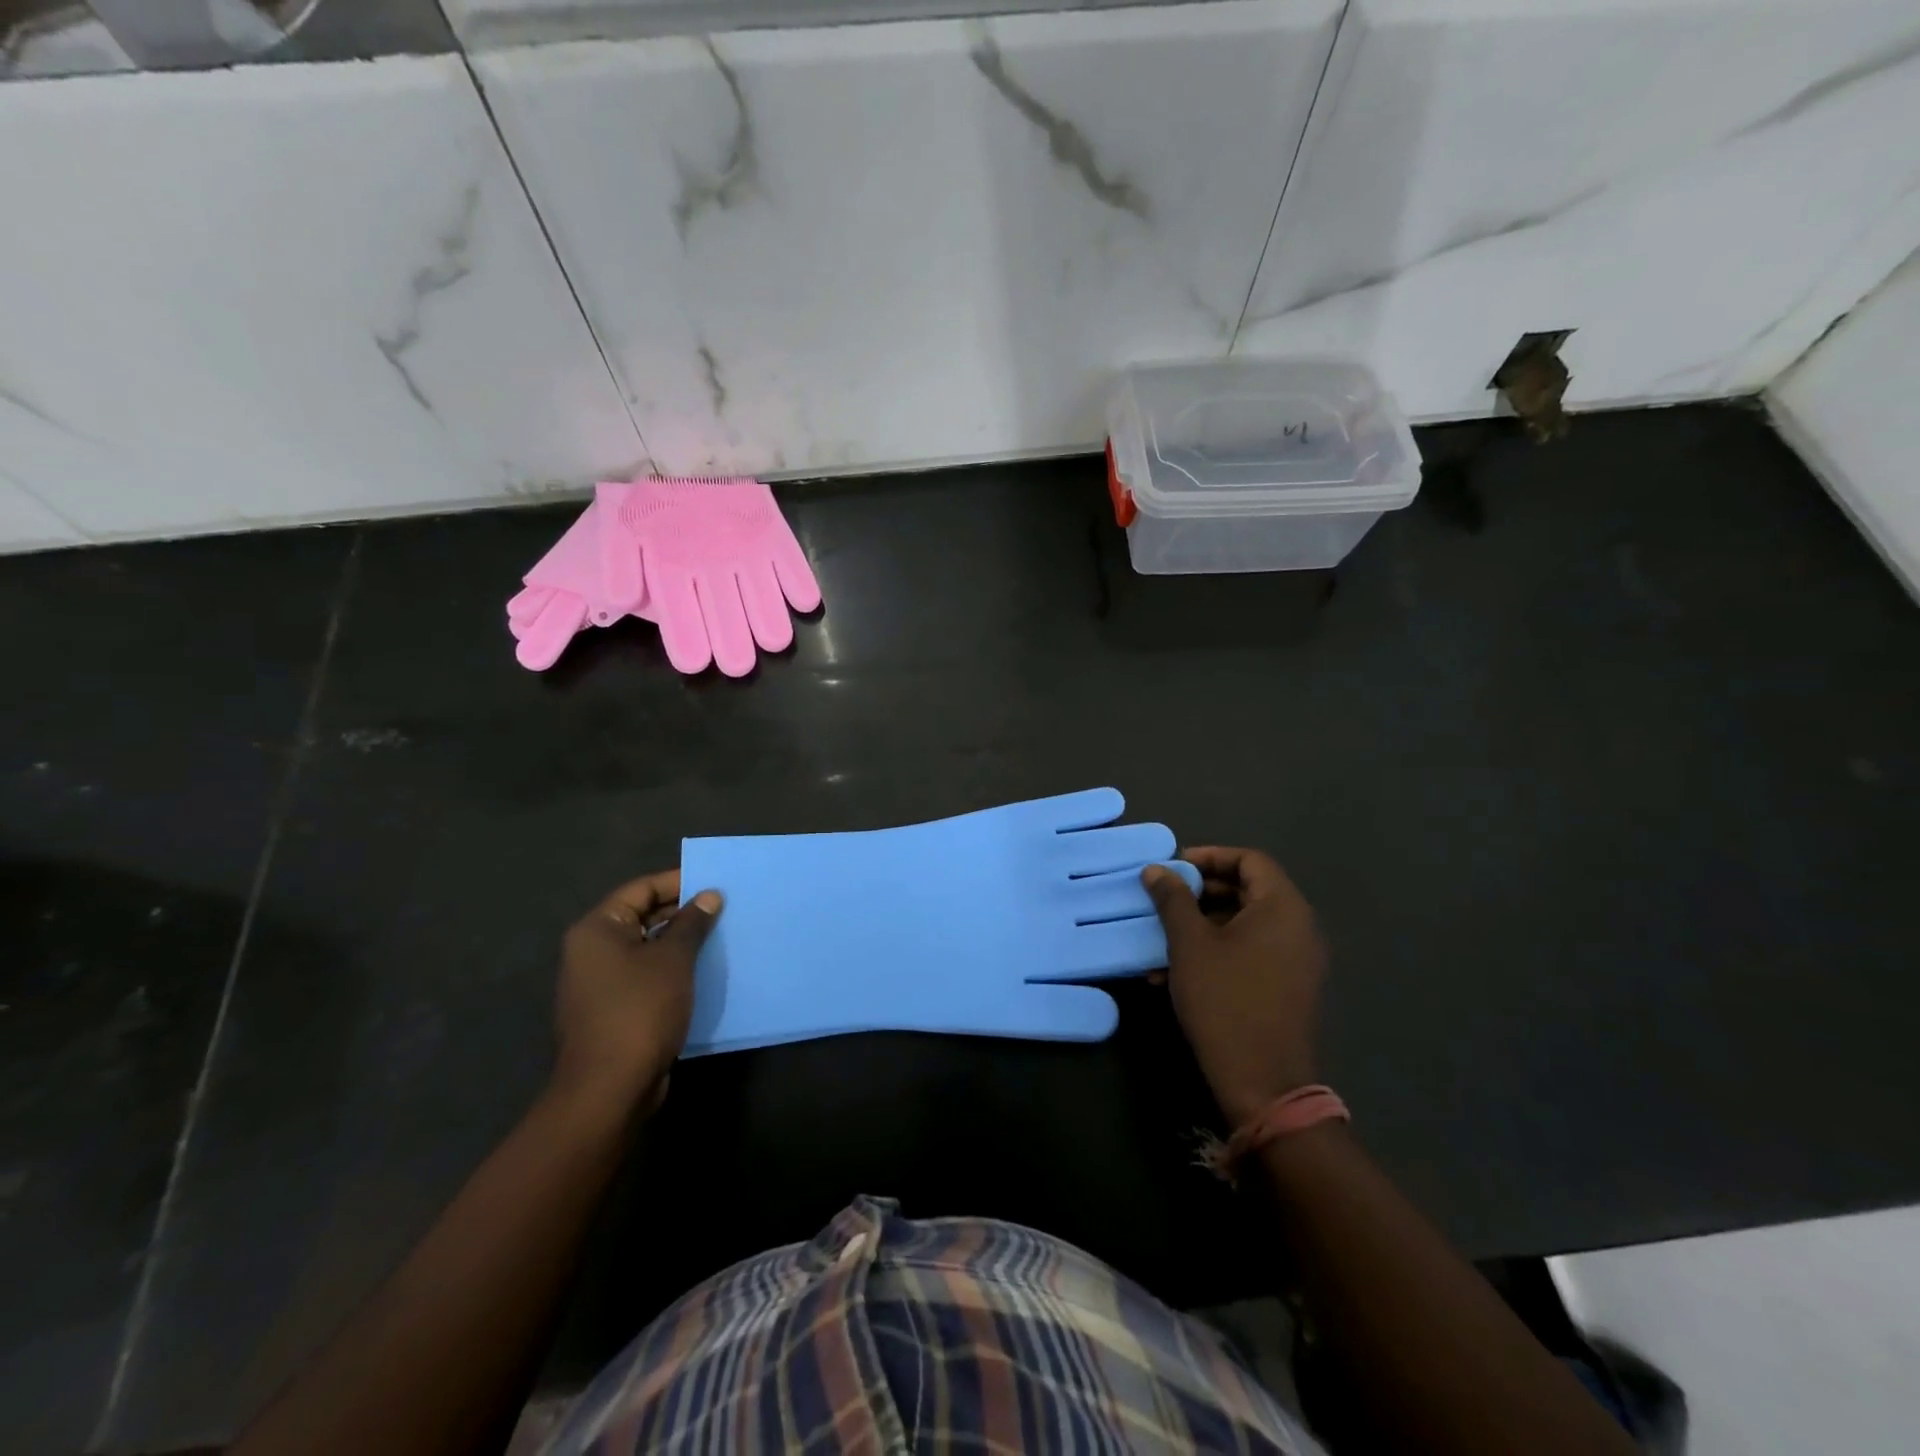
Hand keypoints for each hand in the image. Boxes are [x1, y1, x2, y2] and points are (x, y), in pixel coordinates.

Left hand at [552, 870, 721, 1117]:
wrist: (610, 1088)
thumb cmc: (640, 1010)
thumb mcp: (673, 959)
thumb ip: (692, 923)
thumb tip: (709, 896)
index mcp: (598, 929)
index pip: (641, 889)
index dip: (679, 881)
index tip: (715, 881)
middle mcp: (592, 951)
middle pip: (642, 916)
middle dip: (683, 912)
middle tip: (723, 908)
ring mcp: (600, 983)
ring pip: (646, 948)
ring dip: (681, 942)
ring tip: (720, 936)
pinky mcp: (613, 1009)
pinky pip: (646, 975)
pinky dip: (672, 969)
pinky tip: (704, 971)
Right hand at [1142, 847, 1325, 1127]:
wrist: (1263, 1082)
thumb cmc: (1225, 1000)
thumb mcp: (1189, 944)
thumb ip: (1172, 899)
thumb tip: (1157, 869)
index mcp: (1283, 908)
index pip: (1250, 860)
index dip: (1209, 856)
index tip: (1174, 867)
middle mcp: (1299, 928)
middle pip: (1249, 890)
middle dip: (1201, 891)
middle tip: (1164, 898)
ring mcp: (1297, 960)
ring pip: (1245, 924)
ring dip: (1202, 924)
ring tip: (1162, 939)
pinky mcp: (1288, 987)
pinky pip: (1251, 952)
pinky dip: (1217, 950)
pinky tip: (1176, 972)